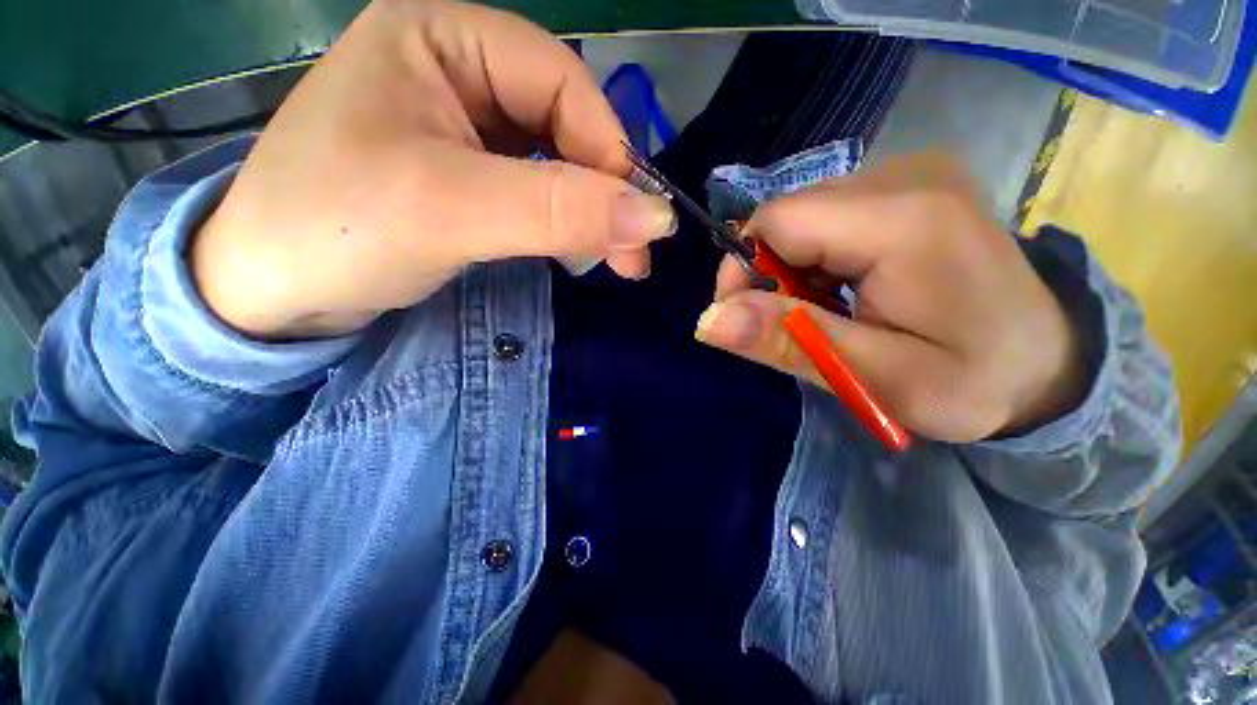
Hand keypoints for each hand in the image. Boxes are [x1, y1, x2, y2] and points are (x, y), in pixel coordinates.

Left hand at [192, 0, 673, 338]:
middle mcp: (456, 72)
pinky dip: (564, 222)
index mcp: (441, 37)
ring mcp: (462, 127)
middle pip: (564, 124)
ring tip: (619, 259)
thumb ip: (560, 210)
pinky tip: (578, 247)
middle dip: (606, 191)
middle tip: (636, 253)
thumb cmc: (333, 230)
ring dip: (592, 213)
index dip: (610, 151)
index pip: (561, 83)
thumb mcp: (452, 210)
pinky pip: (535, 190)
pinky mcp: (465, 177)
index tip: (640, 219)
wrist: (266, 292)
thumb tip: (655, 217)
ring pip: (555, 163)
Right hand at [695, 154, 1084, 442]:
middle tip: (798, 322)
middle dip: (771, 273)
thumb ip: (788, 340)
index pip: (776, 222)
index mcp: (903, 219)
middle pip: (788, 215)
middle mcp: (906, 176)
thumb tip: (707, 321)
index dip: (744, 269)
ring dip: (794, 268)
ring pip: (803, 216)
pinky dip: (818, 257)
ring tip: (829, 310)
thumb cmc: (974, 381)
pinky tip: (847, 288)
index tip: (748, 319)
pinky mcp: (910, 187)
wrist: (1049, 364)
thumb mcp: (874, 377)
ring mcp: (912, 174)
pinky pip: (829, 216)